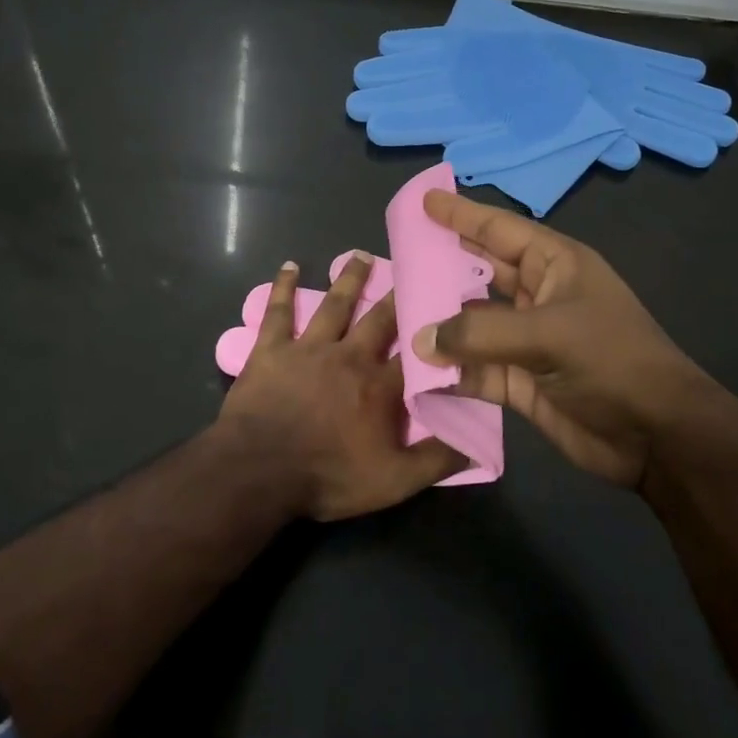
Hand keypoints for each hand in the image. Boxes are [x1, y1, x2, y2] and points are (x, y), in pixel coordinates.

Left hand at [217, 254, 464, 520]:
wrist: (259, 470)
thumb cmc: (328, 476)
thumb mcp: (393, 482)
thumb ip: (436, 461)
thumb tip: (478, 446)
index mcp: (380, 386)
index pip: (416, 355)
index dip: (433, 334)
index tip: (449, 310)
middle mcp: (349, 356)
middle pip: (379, 319)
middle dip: (396, 296)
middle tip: (411, 268)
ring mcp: (309, 348)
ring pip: (335, 305)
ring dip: (349, 279)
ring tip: (361, 255)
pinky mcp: (272, 348)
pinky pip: (279, 311)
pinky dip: (283, 287)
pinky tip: (289, 266)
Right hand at [411, 189, 731, 489]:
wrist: (656, 437)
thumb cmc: (611, 361)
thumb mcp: (549, 335)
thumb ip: (480, 332)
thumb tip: (421, 337)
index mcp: (555, 266)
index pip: (500, 230)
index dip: (462, 215)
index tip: (424, 202)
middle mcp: (539, 296)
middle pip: (481, 272)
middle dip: (443, 264)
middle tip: (399, 255)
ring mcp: (528, 340)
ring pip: (473, 322)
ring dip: (439, 320)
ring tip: (395, 310)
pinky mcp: (520, 381)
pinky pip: (475, 368)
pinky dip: (449, 369)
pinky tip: (416, 368)